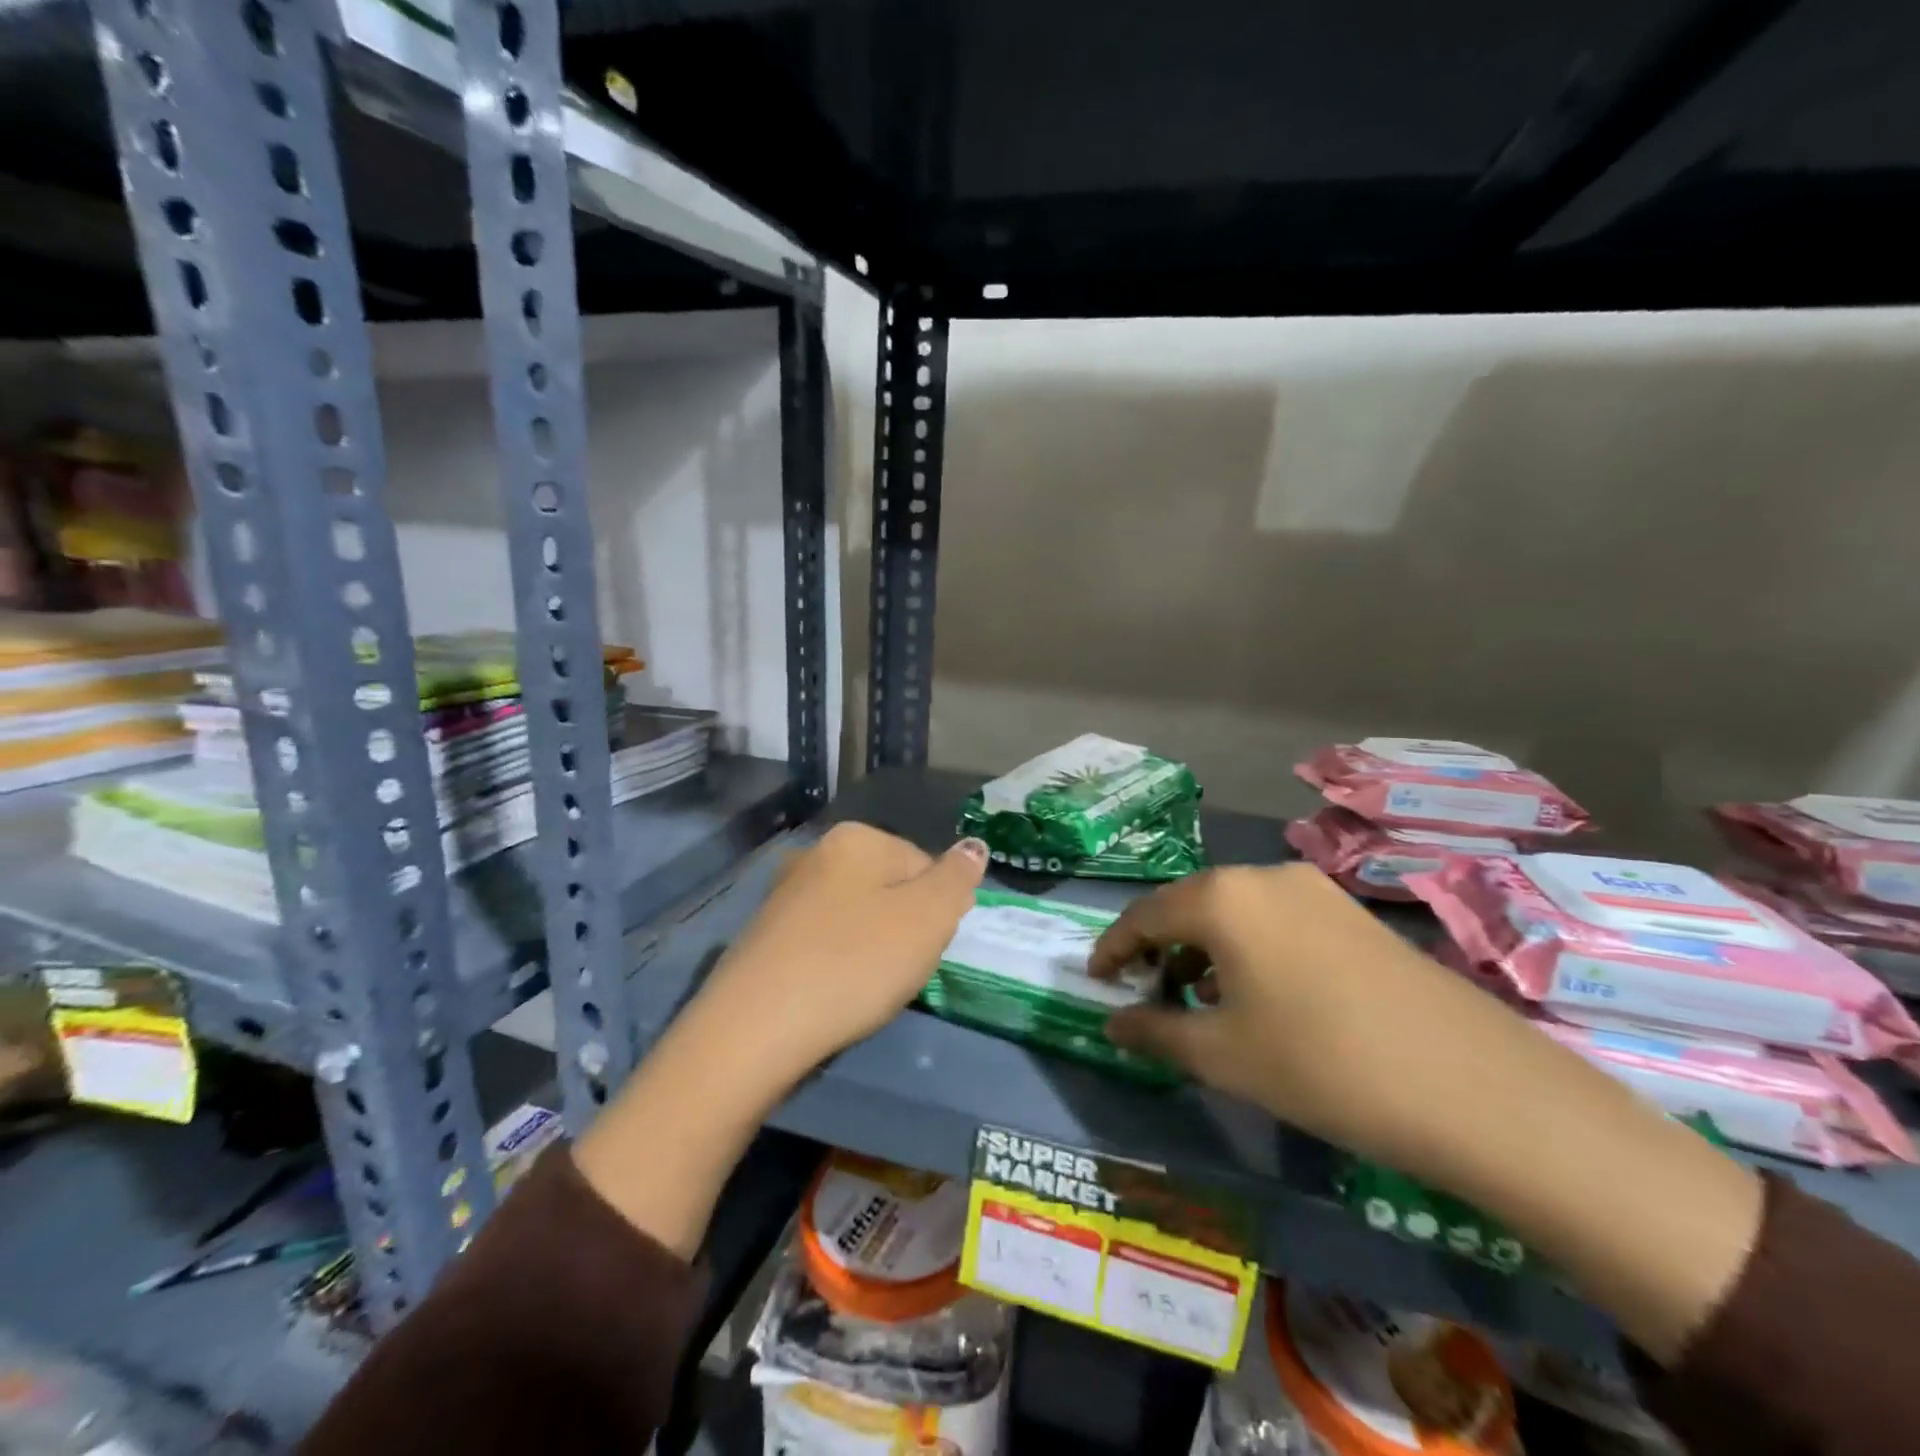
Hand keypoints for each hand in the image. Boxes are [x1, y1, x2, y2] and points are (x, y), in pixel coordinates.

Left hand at [697, 822, 989, 1084]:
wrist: (755, 1028)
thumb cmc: (855, 964)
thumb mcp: (927, 918)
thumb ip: (957, 877)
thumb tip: (974, 845)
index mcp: (857, 838)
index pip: (925, 865)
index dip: (936, 911)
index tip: (925, 949)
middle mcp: (816, 853)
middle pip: (888, 888)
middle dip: (902, 928)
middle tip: (898, 971)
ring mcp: (784, 894)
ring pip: (854, 916)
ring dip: (869, 948)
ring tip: (863, 988)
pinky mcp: (762, 935)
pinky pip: (821, 941)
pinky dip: (834, 963)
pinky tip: (829, 993)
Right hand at [1090, 863, 1492, 1166]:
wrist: (1473, 1087)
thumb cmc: (1322, 1065)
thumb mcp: (1223, 1056)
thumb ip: (1156, 1031)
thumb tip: (1112, 1023)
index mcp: (1222, 898)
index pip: (1145, 914)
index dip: (1113, 947)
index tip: (1095, 979)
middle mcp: (1263, 876)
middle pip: (1189, 904)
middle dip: (1159, 945)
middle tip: (1144, 989)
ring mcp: (1314, 889)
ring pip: (1235, 910)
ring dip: (1205, 945)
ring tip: (1199, 995)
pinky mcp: (1351, 912)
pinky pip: (1276, 918)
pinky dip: (1248, 946)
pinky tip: (1258, 991)